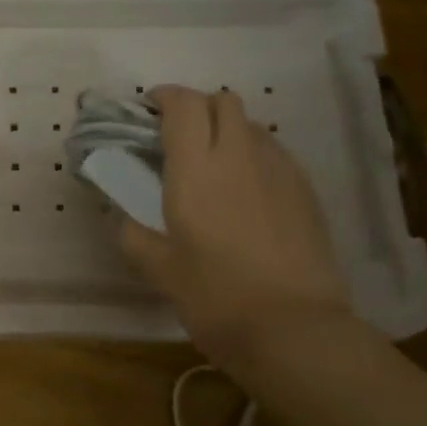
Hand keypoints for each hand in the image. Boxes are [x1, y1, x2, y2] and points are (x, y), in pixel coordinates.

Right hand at [120, 86, 349, 364]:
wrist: (293, 328)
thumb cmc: (215, 296)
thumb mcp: (159, 269)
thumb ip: (132, 235)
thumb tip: (121, 217)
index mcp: (197, 169)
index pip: (184, 105)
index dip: (164, 97)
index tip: (148, 109)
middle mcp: (240, 156)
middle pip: (224, 102)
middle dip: (198, 107)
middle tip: (176, 136)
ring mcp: (280, 171)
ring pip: (252, 125)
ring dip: (227, 130)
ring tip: (211, 165)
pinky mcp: (306, 192)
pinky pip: (274, 154)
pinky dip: (252, 156)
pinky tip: (244, 193)